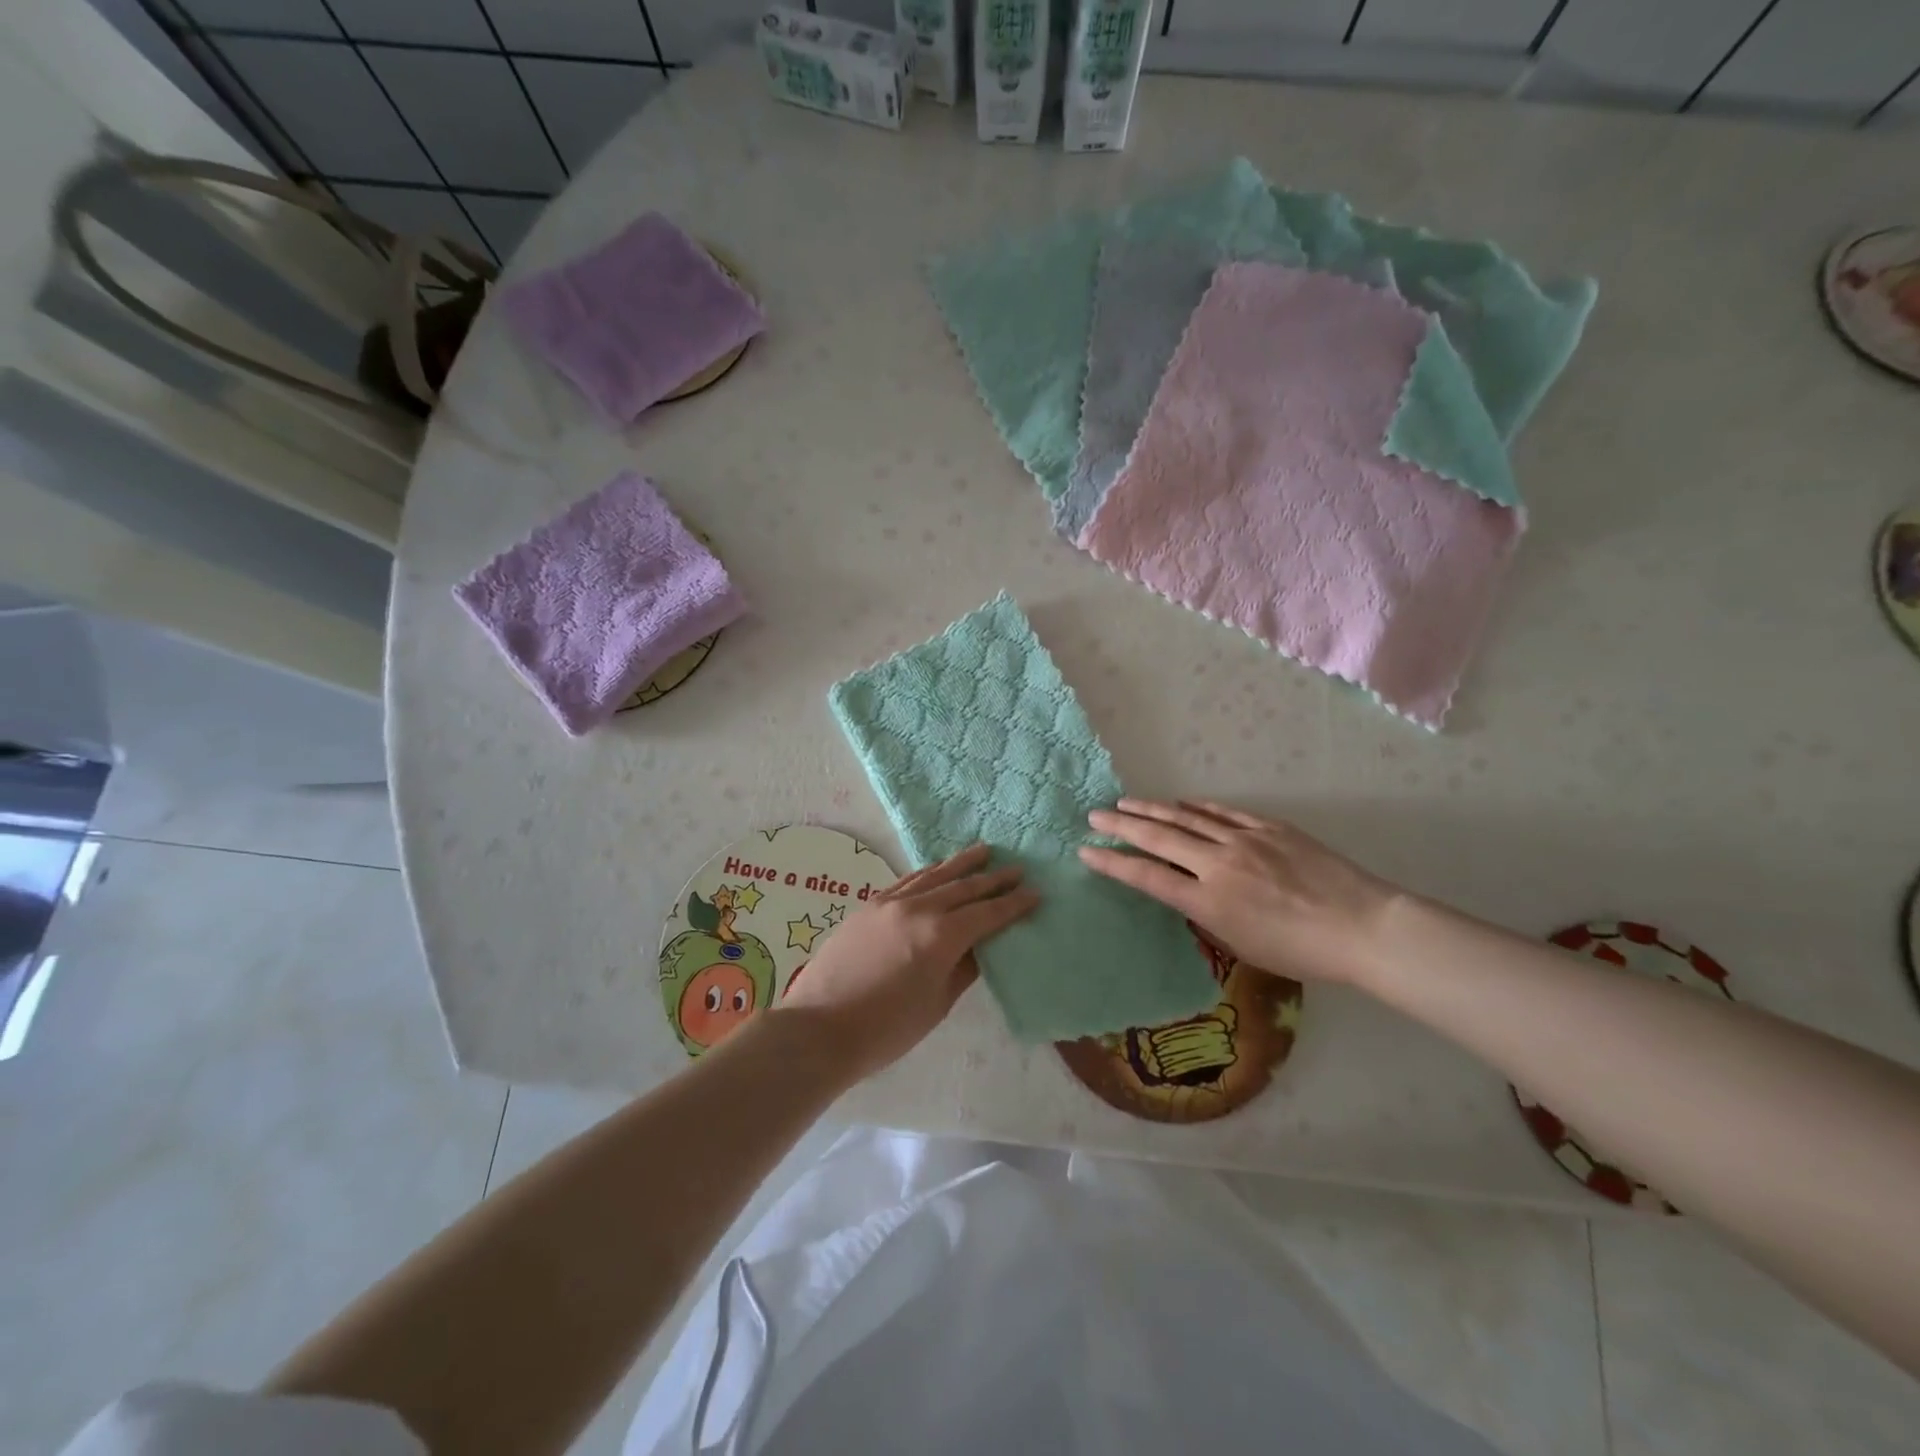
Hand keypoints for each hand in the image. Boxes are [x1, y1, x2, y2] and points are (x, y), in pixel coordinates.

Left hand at [776, 844, 1037, 1080]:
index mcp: (941, 936)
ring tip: (984, 851)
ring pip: (934, 875)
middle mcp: (918, 909)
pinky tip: (937, 869)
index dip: (1013, 904)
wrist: (818, 1028)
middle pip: (964, 887)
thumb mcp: (936, 1004)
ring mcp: (890, 903)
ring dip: (961, 864)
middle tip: (1017, 868)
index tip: (1035, 892)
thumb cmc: (885, 1029)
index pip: (987, 913)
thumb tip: (981, 947)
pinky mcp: (869, 906)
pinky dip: (928, 872)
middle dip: (993, 878)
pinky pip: (907, 881)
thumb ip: (963, 969)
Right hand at [1080, 799, 1401, 985]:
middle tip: (1094, 815)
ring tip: (1126, 802)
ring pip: (1186, 817)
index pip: (1147, 876)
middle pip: (1158, 838)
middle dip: (1121, 825)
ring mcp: (1244, 839)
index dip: (1113, 863)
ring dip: (1152, 809)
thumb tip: (1189, 892)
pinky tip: (1182, 803)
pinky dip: (1197, 807)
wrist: (1363, 927)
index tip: (1086, 851)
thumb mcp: (1242, 945)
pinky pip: (1223, 812)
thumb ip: (1208, 915)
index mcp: (1208, 901)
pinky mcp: (1268, 827)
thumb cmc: (1301, 951)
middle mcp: (1218, 864)